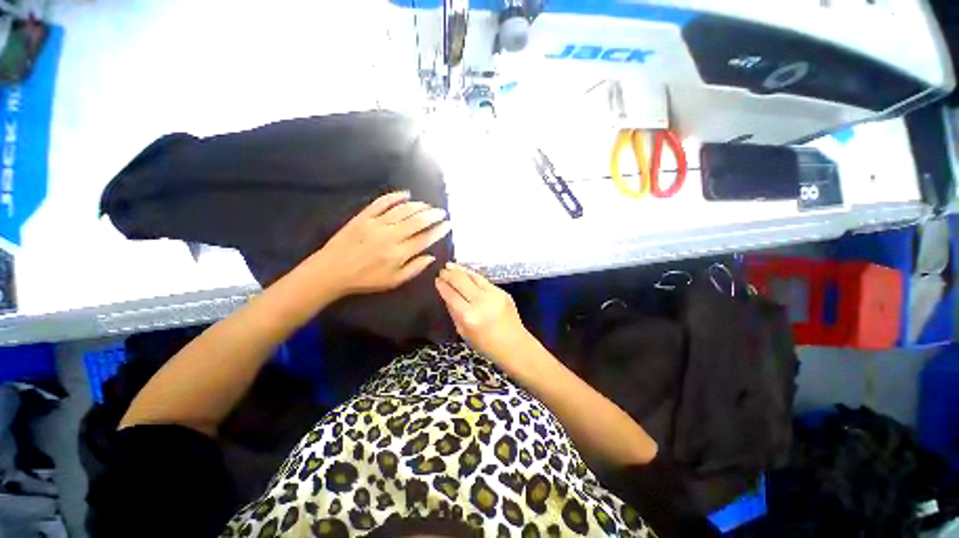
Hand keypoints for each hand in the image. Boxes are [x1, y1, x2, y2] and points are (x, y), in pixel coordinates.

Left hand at [309, 191, 450, 298]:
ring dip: (418, 206)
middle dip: (433, 215)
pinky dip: (394, 196)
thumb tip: (431, 256)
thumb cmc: (366, 279)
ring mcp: (376, 224)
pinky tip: (405, 194)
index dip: (439, 230)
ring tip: (427, 205)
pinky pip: (382, 202)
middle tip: (441, 212)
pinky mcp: (363, 216)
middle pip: (417, 220)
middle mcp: (391, 235)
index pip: (425, 238)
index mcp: (399, 253)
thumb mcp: (394, 281)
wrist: (332, 271)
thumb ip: (415, 268)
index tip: (448, 224)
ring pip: (403, 210)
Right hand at [435, 262, 530, 364]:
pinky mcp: (503, 292)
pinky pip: (484, 281)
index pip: (451, 295)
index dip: (442, 286)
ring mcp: (494, 295)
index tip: (436, 279)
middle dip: (450, 274)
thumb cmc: (486, 345)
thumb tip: (447, 294)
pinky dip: (473, 276)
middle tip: (442, 270)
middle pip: (461, 281)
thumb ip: (454, 312)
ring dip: (461, 270)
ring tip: (451, 265)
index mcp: (468, 316)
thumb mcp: (463, 332)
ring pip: (474, 277)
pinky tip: (466, 273)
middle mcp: (481, 302)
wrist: (514, 345)